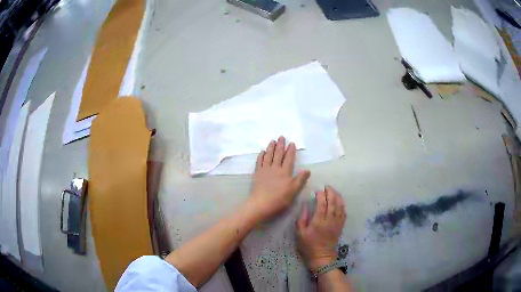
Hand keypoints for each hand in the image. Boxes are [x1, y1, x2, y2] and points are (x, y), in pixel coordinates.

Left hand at [247, 136, 310, 222]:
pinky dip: (261, 156)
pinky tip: (262, 152)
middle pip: (278, 155)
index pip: (289, 159)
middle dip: (280, 145)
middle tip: (281, 137)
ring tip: (272, 141)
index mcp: (285, 172)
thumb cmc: (279, 199)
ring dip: (270, 148)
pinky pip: (259, 162)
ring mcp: (265, 170)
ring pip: (268, 156)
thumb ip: (300, 179)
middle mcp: (275, 168)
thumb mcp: (294, 190)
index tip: (291, 143)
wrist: (261, 203)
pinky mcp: (257, 174)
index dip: (291, 151)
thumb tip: (307, 169)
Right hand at [297, 186, 345, 270]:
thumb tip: (305, 205)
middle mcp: (330, 220)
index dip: (321, 195)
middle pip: (333, 203)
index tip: (318, 191)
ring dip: (338, 197)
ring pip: (340, 207)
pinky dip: (342, 206)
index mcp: (319, 222)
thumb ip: (302, 219)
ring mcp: (337, 223)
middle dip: (331, 193)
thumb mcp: (300, 234)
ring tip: (334, 191)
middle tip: (327, 187)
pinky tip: (340, 202)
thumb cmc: (308, 246)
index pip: (322, 204)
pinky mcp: (340, 227)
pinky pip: (344, 213)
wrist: (322, 257)